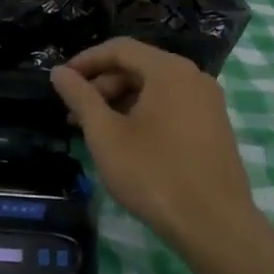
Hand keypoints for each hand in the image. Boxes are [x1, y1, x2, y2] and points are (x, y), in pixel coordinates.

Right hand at [50, 39, 259, 261]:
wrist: (214, 225)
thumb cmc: (153, 173)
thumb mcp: (105, 134)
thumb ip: (80, 97)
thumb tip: (59, 72)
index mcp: (169, 71)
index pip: (120, 48)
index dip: (85, 60)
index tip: (61, 81)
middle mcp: (194, 77)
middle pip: (138, 66)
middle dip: (102, 85)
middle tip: (74, 113)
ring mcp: (209, 103)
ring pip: (155, 88)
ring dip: (121, 102)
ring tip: (96, 131)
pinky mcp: (214, 127)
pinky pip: (172, 106)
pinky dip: (144, 114)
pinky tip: (127, 142)